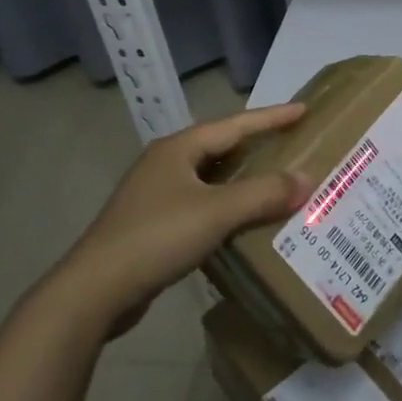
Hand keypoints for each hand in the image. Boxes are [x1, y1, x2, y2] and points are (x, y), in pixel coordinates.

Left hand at [48, 104, 312, 336]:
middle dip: (257, 143)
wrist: (95, 291)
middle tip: (292, 142)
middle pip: (221, 146)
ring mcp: (156, 194)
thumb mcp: (217, 212)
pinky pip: (203, 203)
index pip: (235, 124)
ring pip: (211, 176)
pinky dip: (228, 204)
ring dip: (244, 177)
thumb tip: (307, 179)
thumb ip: (263, 193)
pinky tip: (245, 218)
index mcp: (178, 148)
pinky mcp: (154, 224)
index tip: (303, 109)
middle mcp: (166, 163)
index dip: (272, 117)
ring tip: (276, 178)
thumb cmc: (157, 237)